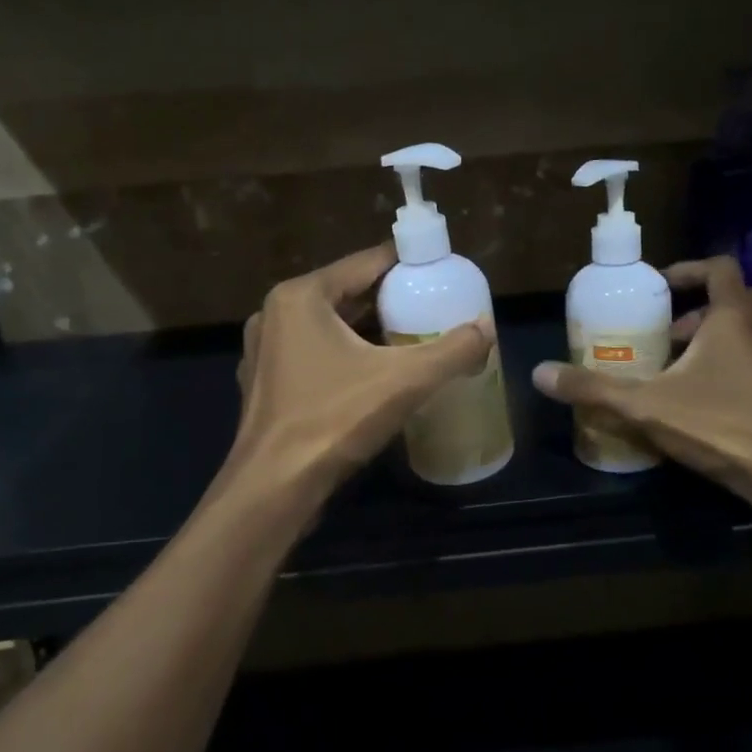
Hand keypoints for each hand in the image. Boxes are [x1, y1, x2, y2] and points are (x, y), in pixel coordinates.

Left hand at [230, 244, 493, 500]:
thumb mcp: (404, 381)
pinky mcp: (266, 384)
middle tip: (435, 307)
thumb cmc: (333, 420)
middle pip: (348, 293)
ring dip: (369, 330)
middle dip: (391, 300)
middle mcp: (276, 314)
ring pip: (330, 326)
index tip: (443, 271)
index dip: (408, 264)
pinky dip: (346, 356)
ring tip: (413, 338)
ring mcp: (265, 351)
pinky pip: (315, 354)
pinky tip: (375, 374)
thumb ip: (452, 351)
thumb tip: (486, 328)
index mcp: (300, 296)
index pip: (366, 262)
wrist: (273, 489)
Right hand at [531, 256, 751, 504]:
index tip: (661, 287)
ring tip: (686, 369)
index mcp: (733, 317)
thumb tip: (539, 373)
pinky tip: (716, 398)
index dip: (689, 270)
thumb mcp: (645, 406)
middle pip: (734, 299)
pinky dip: (739, 363)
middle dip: (697, 311)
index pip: (718, 268)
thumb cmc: (719, 425)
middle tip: (667, 336)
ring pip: (751, 330)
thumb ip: (593, 389)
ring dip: (719, 338)